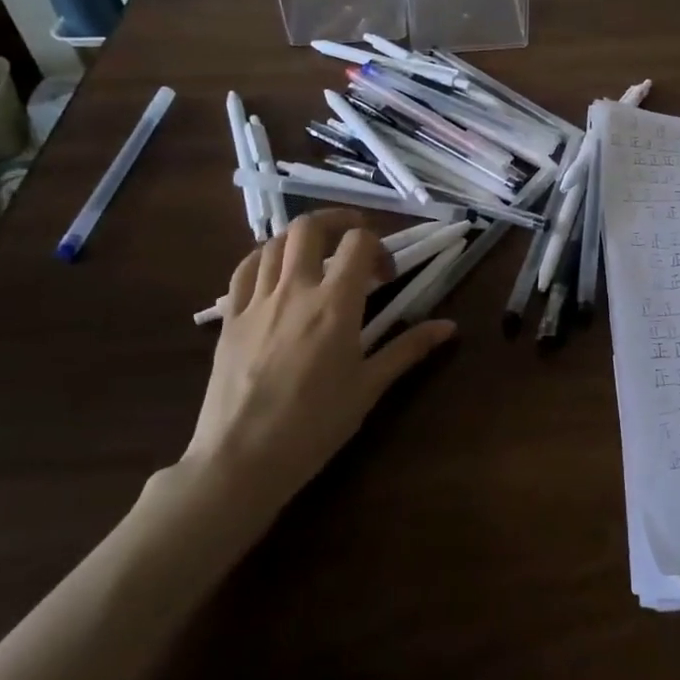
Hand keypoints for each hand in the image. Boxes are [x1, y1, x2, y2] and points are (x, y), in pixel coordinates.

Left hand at [180, 210, 456, 526]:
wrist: (242, 459)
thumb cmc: (315, 425)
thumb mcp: (369, 387)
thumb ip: (408, 349)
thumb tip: (450, 327)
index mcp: (335, 304)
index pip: (358, 243)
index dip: (378, 247)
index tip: (385, 275)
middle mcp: (295, 290)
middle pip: (310, 227)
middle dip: (336, 220)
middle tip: (353, 236)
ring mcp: (257, 301)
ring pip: (274, 243)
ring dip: (300, 239)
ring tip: (316, 255)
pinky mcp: (229, 318)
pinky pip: (243, 270)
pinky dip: (263, 259)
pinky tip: (274, 273)